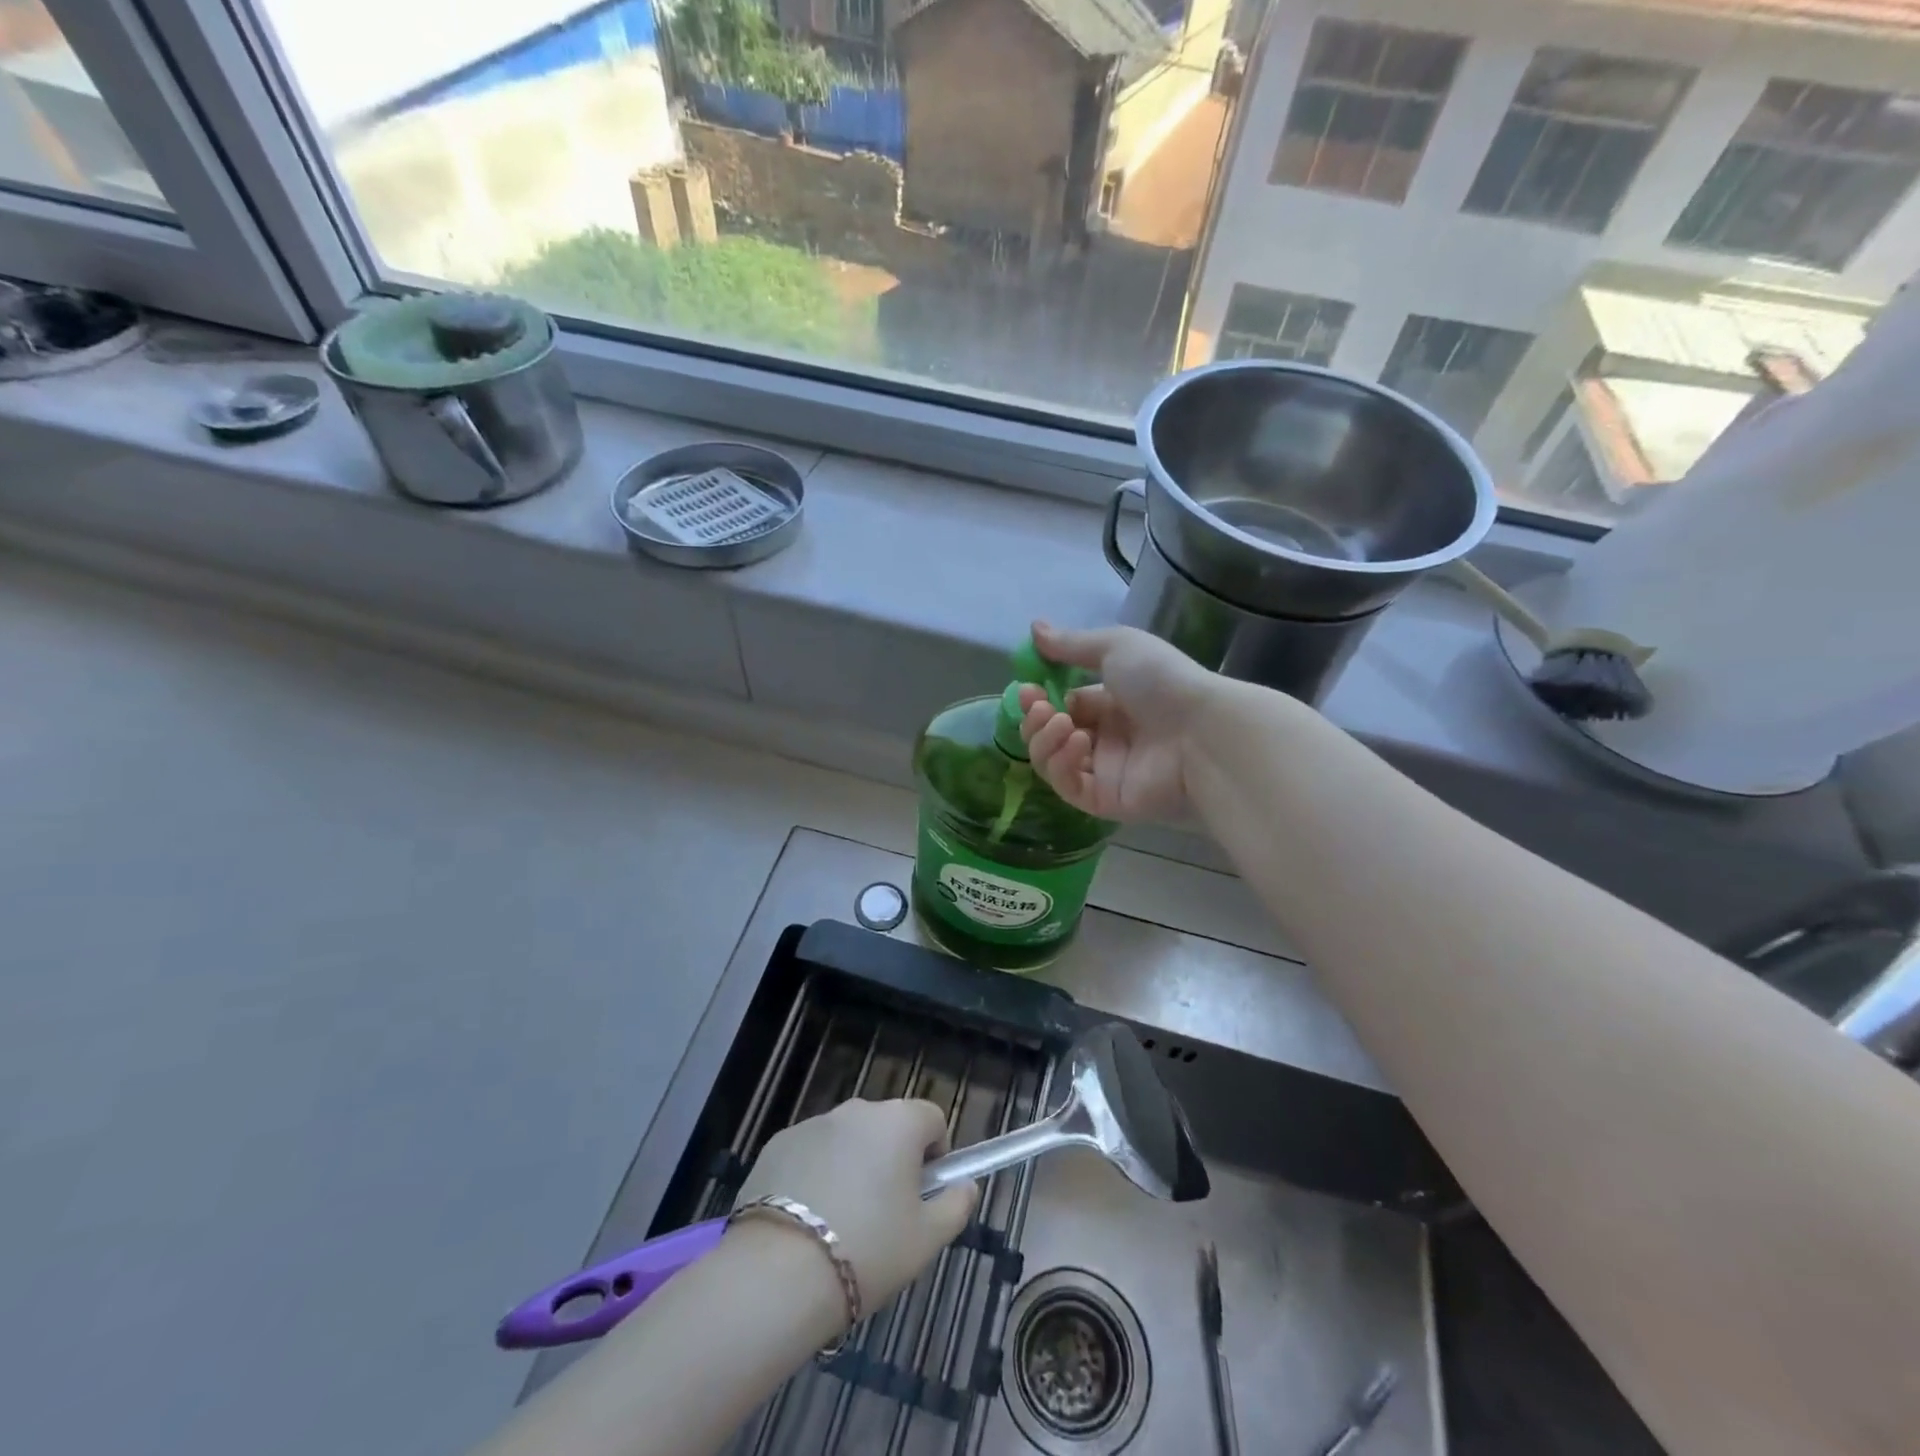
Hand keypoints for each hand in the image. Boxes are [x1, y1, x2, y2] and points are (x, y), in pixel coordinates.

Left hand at [731, 1099, 978, 1322]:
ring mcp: (813, 1123)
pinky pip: (811, 1152)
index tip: (924, 1194)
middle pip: (888, 1126)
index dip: (936, 1153)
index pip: (932, 1119)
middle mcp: (857, 1109)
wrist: (778, 1274)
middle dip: (892, 1159)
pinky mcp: (778, 1143)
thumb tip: (966, 1186)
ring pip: (847, 1139)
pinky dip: (815, 1174)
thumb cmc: (868, 1251)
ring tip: (840, 1223)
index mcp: (899, 1122)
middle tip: (885, 1214)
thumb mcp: (926, 1240)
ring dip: (853, 1165)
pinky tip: (805, 1221)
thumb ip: (955, 1206)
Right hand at [1017, 620, 1222, 822]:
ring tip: (1060, 722)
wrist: (1202, 731)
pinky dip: (1062, 764)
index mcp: (1111, 703)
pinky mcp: (1105, 800)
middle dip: (1035, 720)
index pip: (1062, 705)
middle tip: (1037, 706)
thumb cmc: (1162, 681)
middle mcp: (1106, 738)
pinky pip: (1068, 787)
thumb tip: (1034, 629)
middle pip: (1051, 735)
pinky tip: (1078, 744)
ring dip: (1044, 740)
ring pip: (1052, 762)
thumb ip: (1072, 644)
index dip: (1039, 699)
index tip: (1027, 689)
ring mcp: (1105, 771)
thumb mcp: (1116, 648)